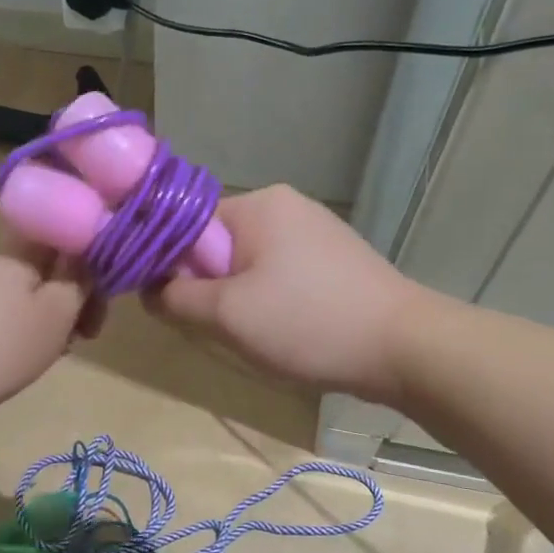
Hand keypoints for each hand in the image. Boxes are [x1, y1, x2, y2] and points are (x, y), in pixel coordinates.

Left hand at [0, 239, 99, 419]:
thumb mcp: (55, 317)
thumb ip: (80, 284)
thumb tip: (90, 259)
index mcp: (20, 248)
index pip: (69, 242)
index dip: (93, 273)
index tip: (96, 313)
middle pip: (44, 269)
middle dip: (66, 302)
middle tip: (74, 342)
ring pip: (18, 291)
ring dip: (39, 318)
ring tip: (40, 357)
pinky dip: (8, 328)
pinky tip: (4, 358)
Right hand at [149, 184, 422, 401]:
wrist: (403, 347)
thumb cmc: (308, 323)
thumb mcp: (227, 315)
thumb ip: (176, 298)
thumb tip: (150, 289)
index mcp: (259, 205)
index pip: (188, 225)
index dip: (172, 266)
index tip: (175, 306)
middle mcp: (287, 207)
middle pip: (219, 245)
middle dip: (210, 288)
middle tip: (218, 328)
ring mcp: (316, 232)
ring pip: (250, 265)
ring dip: (240, 300)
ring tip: (256, 336)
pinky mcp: (335, 261)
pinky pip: (281, 275)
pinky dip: (272, 302)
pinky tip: (286, 332)